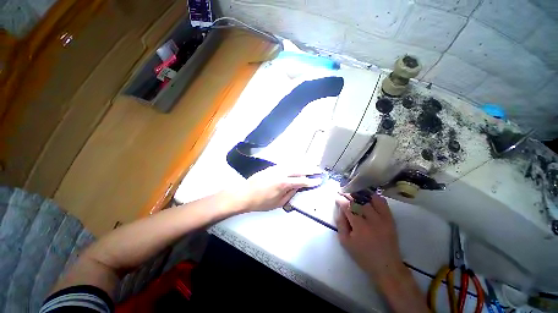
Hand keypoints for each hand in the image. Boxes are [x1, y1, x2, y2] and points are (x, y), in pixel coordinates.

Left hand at [230, 166, 313, 211]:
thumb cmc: (261, 202)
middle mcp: (281, 173)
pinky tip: (297, 166)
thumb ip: (290, 194)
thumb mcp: (278, 203)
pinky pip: (286, 164)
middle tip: (319, 170)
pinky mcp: (272, 167)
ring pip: (293, 164)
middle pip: (299, 169)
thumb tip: (298, 188)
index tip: (319, 180)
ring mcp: (276, 168)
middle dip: (310, 169)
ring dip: (303, 165)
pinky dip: (294, 165)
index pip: (302, 181)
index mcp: (284, 183)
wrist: (245, 194)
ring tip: (311, 167)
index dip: (312, 181)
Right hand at [335, 193, 406, 282]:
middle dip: (348, 195)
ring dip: (360, 195)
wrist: (386, 266)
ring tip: (354, 194)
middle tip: (343, 193)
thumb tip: (340, 210)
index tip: (337, 198)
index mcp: (360, 226)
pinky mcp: (390, 219)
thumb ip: (340, 224)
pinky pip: (383, 203)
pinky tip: (367, 198)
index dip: (340, 200)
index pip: (348, 206)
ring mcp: (383, 218)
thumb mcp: (345, 242)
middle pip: (358, 200)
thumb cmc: (363, 255)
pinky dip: (374, 197)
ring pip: (370, 199)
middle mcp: (372, 220)